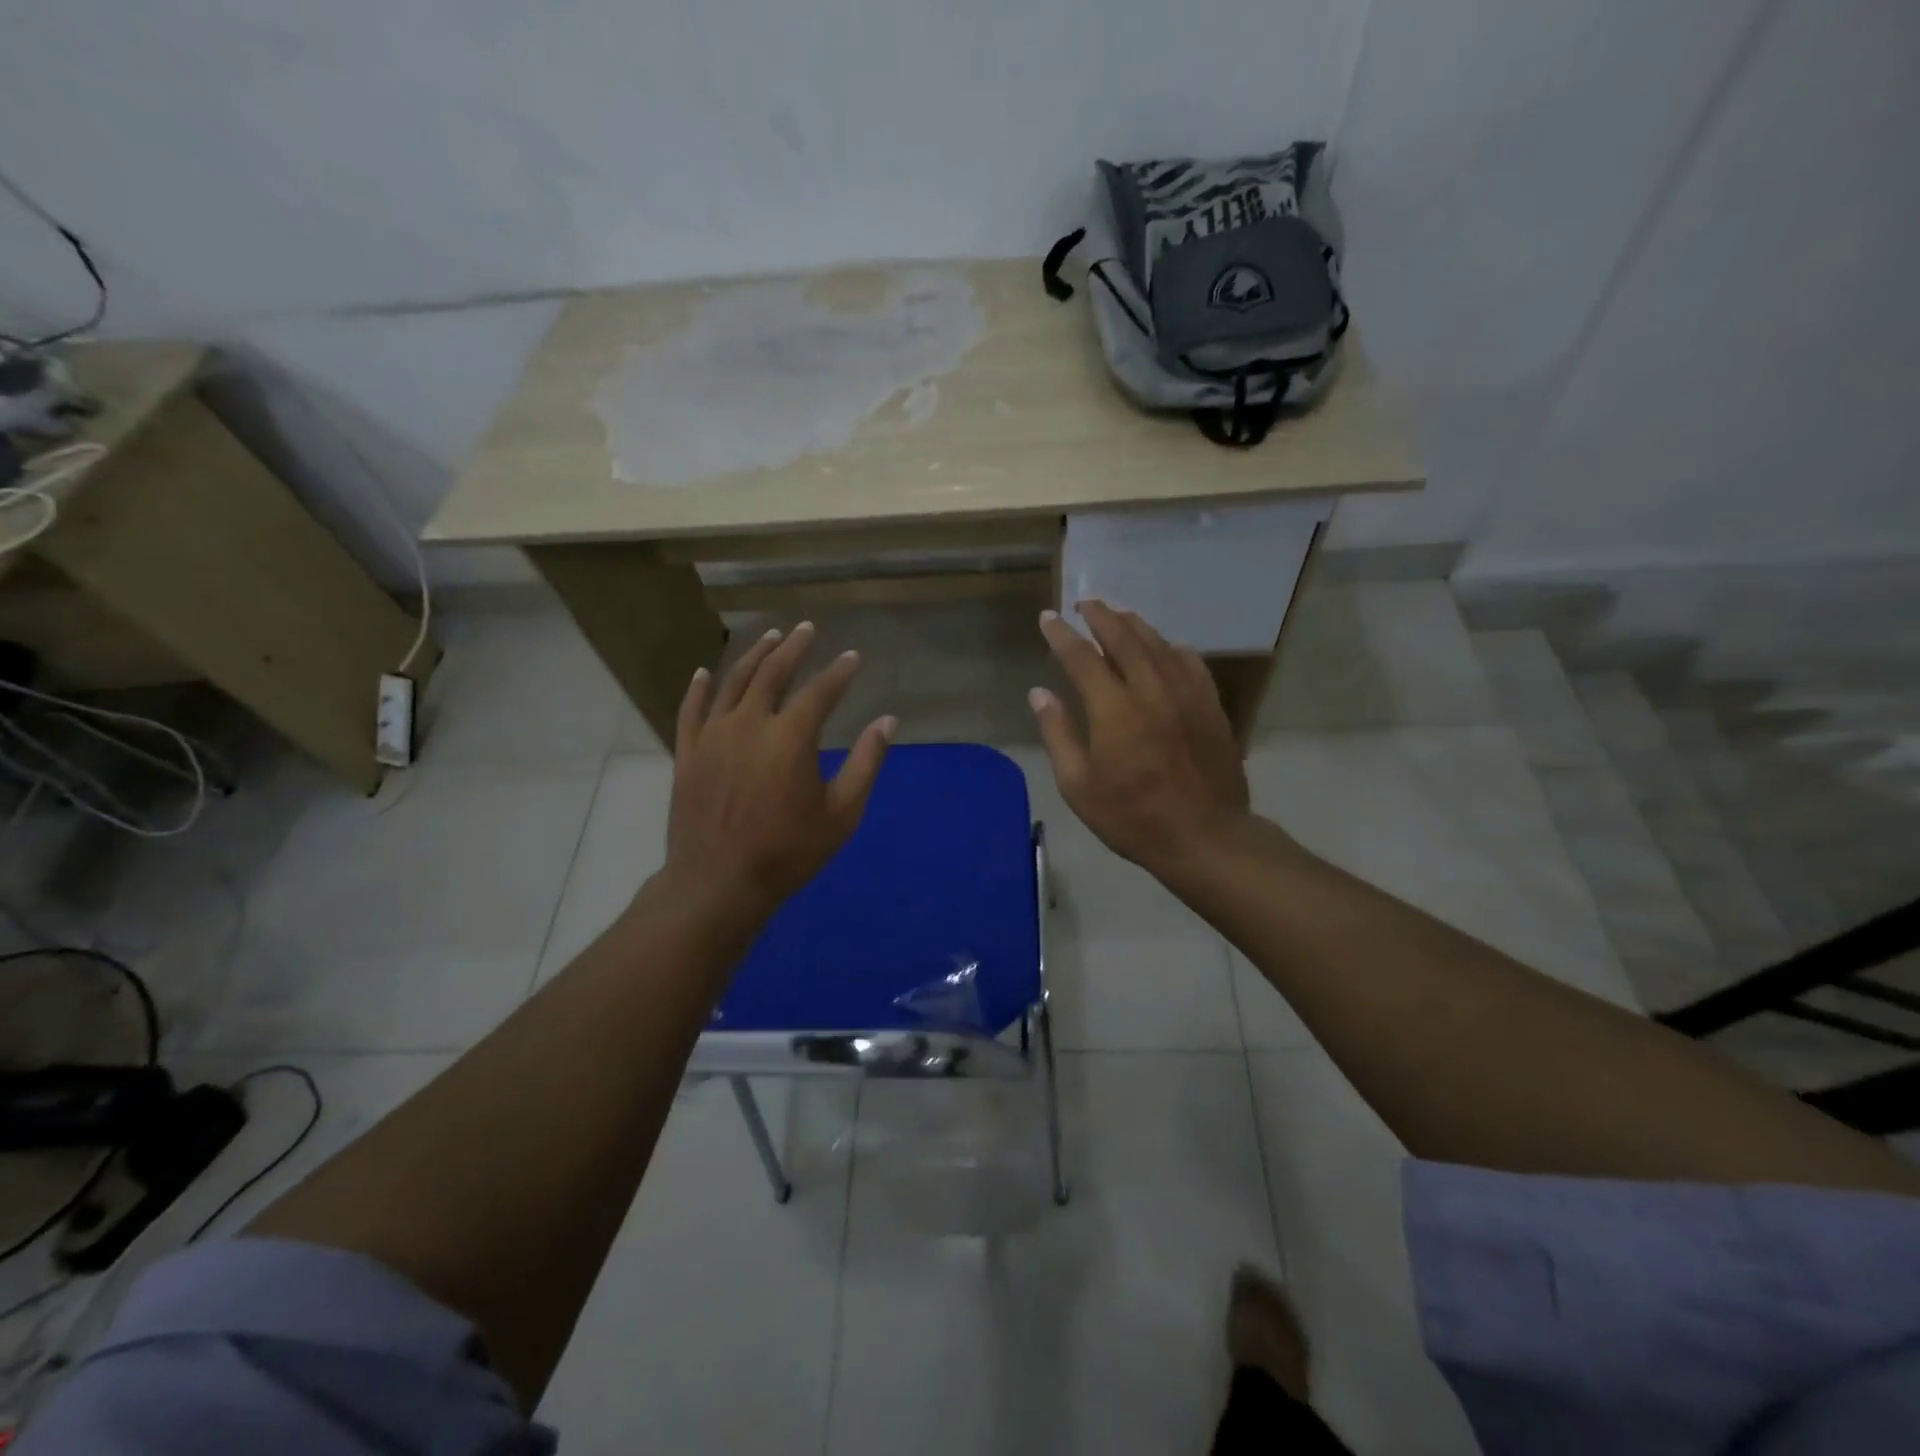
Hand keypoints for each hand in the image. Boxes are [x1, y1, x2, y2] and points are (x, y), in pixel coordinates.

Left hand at [664, 622, 894, 917]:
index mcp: (790, 737)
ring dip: (753, 656)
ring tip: (768, 637)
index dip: (839, 672)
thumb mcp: (841, 814)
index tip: (852, 657)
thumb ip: (865, 763)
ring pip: (733, 682)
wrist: (718, 883)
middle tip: (806, 629)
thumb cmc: (788, 851)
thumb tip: (887, 721)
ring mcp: (712, 735)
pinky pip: (691, 709)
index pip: (820, 691)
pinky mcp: (687, 752)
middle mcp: (749, 724)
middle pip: (772, 673)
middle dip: (793, 647)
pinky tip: (705, 672)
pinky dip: (699, 687)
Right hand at [1030, 602, 1250, 872]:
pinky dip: (1174, 649)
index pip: (1082, 657)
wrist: (1205, 837)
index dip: (1062, 635)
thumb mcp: (1079, 786)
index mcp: (1114, 709)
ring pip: (1159, 645)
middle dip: (1101, 616)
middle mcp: (1151, 690)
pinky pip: (1192, 664)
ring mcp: (1187, 695)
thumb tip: (1039, 693)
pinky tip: (1168, 647)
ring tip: (1119, 615)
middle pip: (1124, 638)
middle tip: (1085, 603)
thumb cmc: (1132, 817)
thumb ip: (1058, 734)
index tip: (1048, 618)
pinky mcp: (1211, 707)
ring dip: (1135, 625)